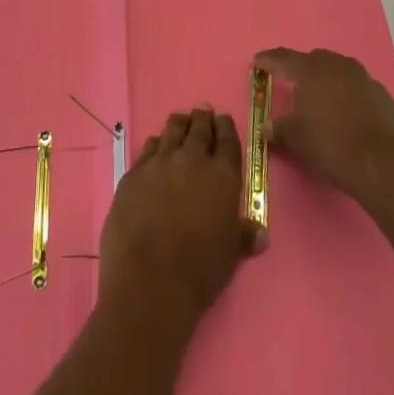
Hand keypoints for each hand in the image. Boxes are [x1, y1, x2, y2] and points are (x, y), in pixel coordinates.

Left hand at [100, 109, 256, 331]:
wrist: (149, 281)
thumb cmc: (199, 270)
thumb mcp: (231, 254)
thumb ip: (244, 235)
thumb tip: (260, 233)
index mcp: (222, 175)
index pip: (227, 139)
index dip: (225, 127)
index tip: (222, 120)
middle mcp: (192, 159)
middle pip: (199, 128)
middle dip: (202, 119)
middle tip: (203, 113)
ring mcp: (160, 163)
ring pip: (172, 130)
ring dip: (179, 124)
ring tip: (181, 121)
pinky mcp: (133, 174)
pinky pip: (148, 148)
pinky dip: (156, 144)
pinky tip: (157, 148)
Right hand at [255, 48, 393, 208]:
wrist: (385, 164)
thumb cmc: (332, 145)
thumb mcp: (296, 140)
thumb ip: (279, 129)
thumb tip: (268, 127)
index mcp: (312, 70)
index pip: (284, 58)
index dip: (268, 60)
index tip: (258, 62)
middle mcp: (338, 66)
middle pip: (315, 60)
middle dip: (301, 70)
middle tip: (291, 84)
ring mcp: (365, 79)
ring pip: (339, 73)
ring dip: (328, 83)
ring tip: (321, 102)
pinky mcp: (384, 97)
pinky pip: (359, 91)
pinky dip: (349, 98)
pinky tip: (347, 118)